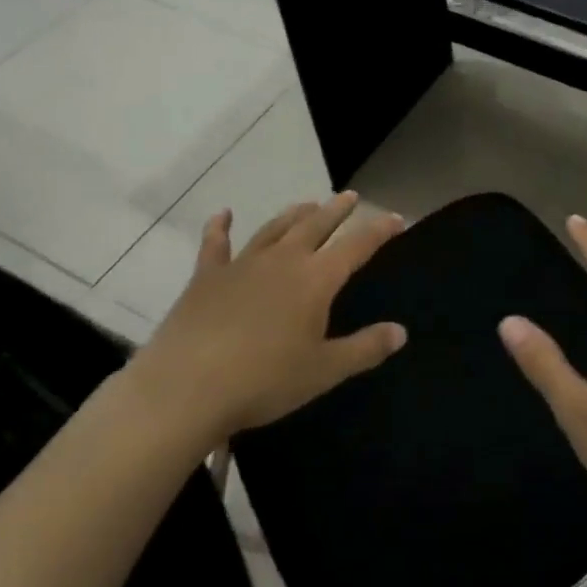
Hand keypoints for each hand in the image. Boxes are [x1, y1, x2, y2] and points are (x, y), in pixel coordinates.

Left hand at [125, 192, 407, 449]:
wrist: (186, 388)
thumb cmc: (263, 380)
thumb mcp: (324, 370)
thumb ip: (365, 348)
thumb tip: (401, 332)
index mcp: (316, 280)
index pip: (357, 246)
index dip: (379, 230)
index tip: (396, 218)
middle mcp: (282, 261)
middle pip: (316, 226)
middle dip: (336, 210)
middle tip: (350, 197)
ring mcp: (242, 265)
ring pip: (274, 228)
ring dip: (294, 214)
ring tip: (308, 204)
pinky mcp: (206, 277)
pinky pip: (215, 245)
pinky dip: (220, 227)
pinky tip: (223, 214)